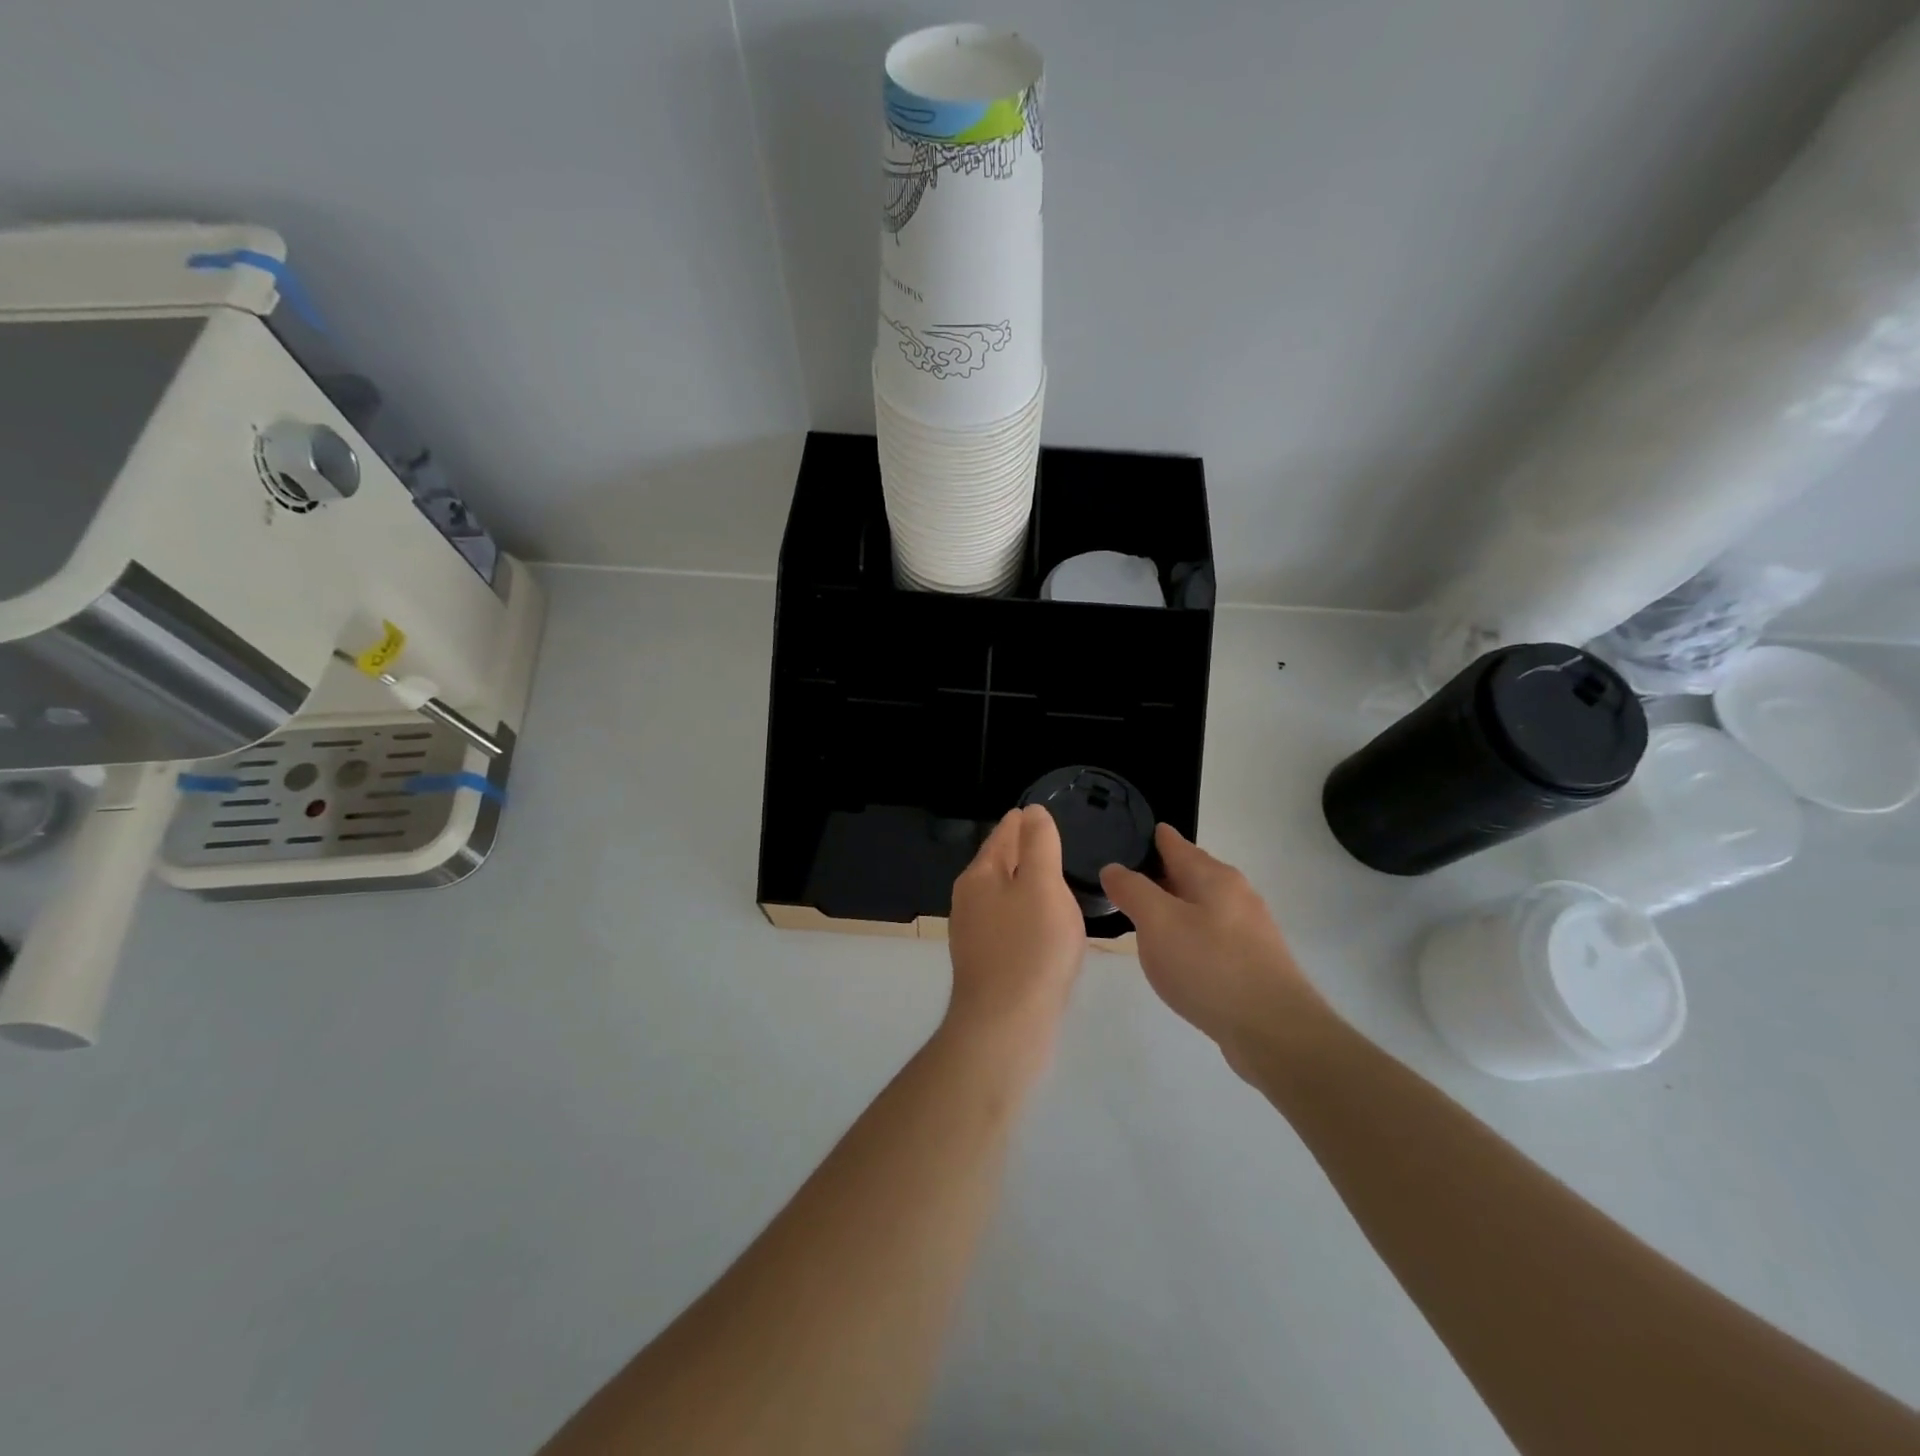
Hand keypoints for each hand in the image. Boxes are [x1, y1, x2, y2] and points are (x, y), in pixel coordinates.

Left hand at [946, 807, 1087, 1052]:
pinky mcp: (984, 963)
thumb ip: (1039, 845)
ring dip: (1022, 885)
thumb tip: (1031, 813)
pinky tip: (1040, 926)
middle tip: (1046, 842)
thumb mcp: (1043, 886)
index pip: (1001, 837)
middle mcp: (968, 901)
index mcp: (979, 876)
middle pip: (997, 865)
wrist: (1005, 1026)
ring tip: (1048, 881)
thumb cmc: (1030, 948)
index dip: (1020, 823)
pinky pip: (1007, 926)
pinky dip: (1024, 915)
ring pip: (1001, 897)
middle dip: (1019, 852)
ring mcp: (973, 935)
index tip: (1035, 813)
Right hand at [1100, 825, 1326, 1067]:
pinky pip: (1211, 935)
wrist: (1275, 1031)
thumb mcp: (1158, 922)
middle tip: (1120, 880)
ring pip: (1201, 906)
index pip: (1174, 843)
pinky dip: (1188, 935)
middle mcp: (1235, 894)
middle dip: (1158, 873)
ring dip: (1173, 907)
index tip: (1121, 836)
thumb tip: (1114, 869)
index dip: (1148, 837)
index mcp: (1213, 876)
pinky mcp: (1253, 962)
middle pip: (1190, 873)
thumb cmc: (1210, 966)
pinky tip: (1174, 955)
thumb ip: (1132, 890)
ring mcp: (1248, 929)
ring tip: (1141, 917)